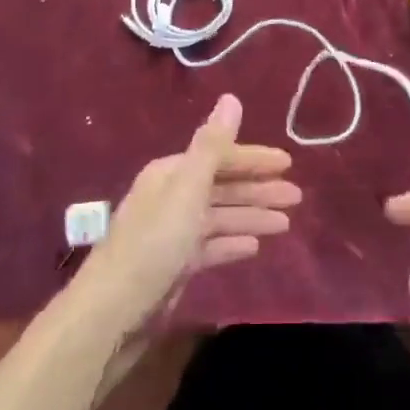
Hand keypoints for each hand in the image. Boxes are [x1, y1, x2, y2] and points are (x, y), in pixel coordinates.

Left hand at [75, 94, 297, 342]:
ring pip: (220, 217)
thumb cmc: (154, 242)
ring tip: (286, 223)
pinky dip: (233, 243)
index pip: (219, 157)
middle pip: (222, 187)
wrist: (112, 312)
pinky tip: (255, 247)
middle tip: (296, 197)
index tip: (288, 164)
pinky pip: (211, 247)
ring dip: (252, 216)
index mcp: (171, 174)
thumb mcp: (187, 188)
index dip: (253, 159)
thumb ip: (212, 145)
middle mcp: (172, 197)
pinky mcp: (175, 266)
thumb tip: (231, 98)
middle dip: (258, 189)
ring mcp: (173, 233)